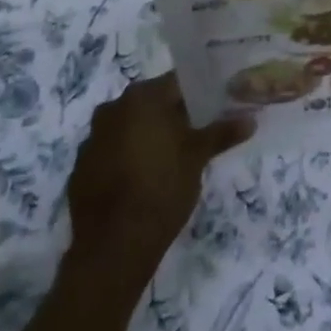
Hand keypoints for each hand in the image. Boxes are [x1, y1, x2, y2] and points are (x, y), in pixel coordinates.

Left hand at [66, 74, 252, 279]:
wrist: (113, 247)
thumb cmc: (162, 189)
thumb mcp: (197, 158)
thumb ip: (221, 133)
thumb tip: (250, 119)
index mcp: (142, 97)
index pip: (176, 82)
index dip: (198, 93)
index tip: (214, 106)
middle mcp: (112, 108)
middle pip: (150, 103)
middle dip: (172, 115)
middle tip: (195, 133)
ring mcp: (91, 139)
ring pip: (128, 127)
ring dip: (147, 136)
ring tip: (170, 158)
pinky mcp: (80, 169)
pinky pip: (110, 152)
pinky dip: (126, 158)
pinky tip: (141, 180)